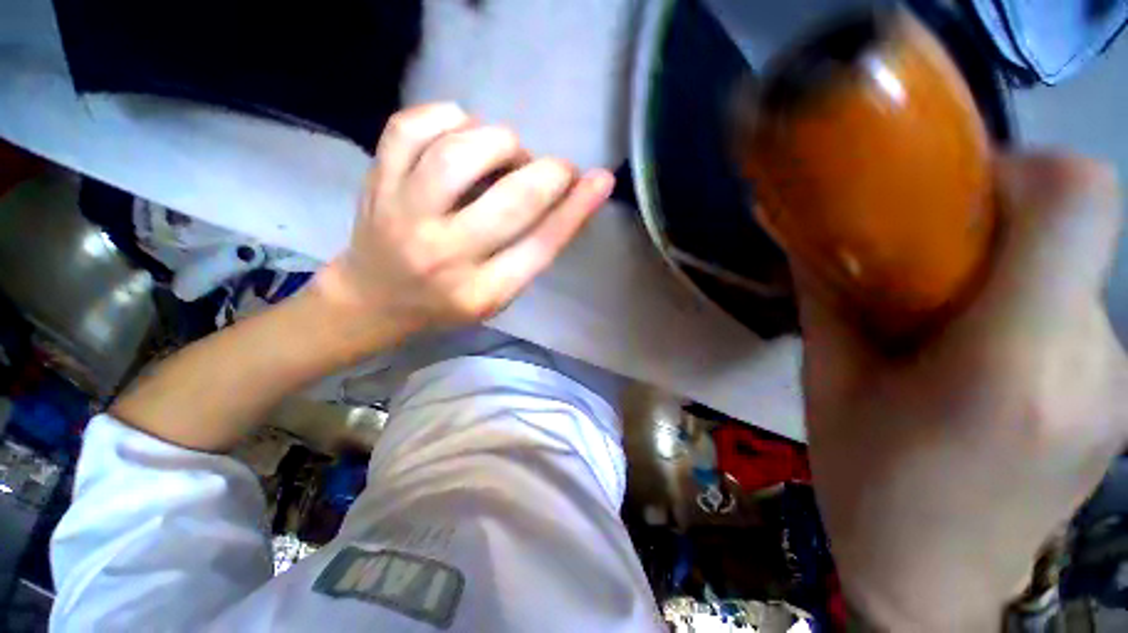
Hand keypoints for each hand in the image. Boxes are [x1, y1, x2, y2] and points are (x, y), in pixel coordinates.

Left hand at [314, 103, 613, 340]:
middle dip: (547, 172)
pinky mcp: (376, 182)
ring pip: (461, 152)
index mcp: (481, 292)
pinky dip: (448, 117)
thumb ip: (533, 252)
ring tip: (505, 153)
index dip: (575, 208)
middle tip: (553, 170)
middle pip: (511, 198)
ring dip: (500, 141)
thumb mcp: (499, 294)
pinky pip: (412, 127)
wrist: (374, 301)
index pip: (541, 245)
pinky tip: (461, 131)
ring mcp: (403, 215)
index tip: (599, 179)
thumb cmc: (447, 303)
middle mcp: (444, 255)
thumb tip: (574, 197)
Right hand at [798, 153, 1126, 629]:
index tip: (960, 192)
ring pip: (1070, 274)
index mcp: (1012, 365)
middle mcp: (1087, 363)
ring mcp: (1114, 385)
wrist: (930, 586)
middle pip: (1067, 233)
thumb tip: (807, 237)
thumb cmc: (867, 486)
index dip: (1027, 169)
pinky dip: (1024, 314)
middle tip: (923, 266)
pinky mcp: (1117, 401)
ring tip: (944, 325)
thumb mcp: (827, 385)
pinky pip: (1074, 317)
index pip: (1079, 203)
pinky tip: (979, 362)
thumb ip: (827, 300)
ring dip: (1007, 276)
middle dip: (996, 229)